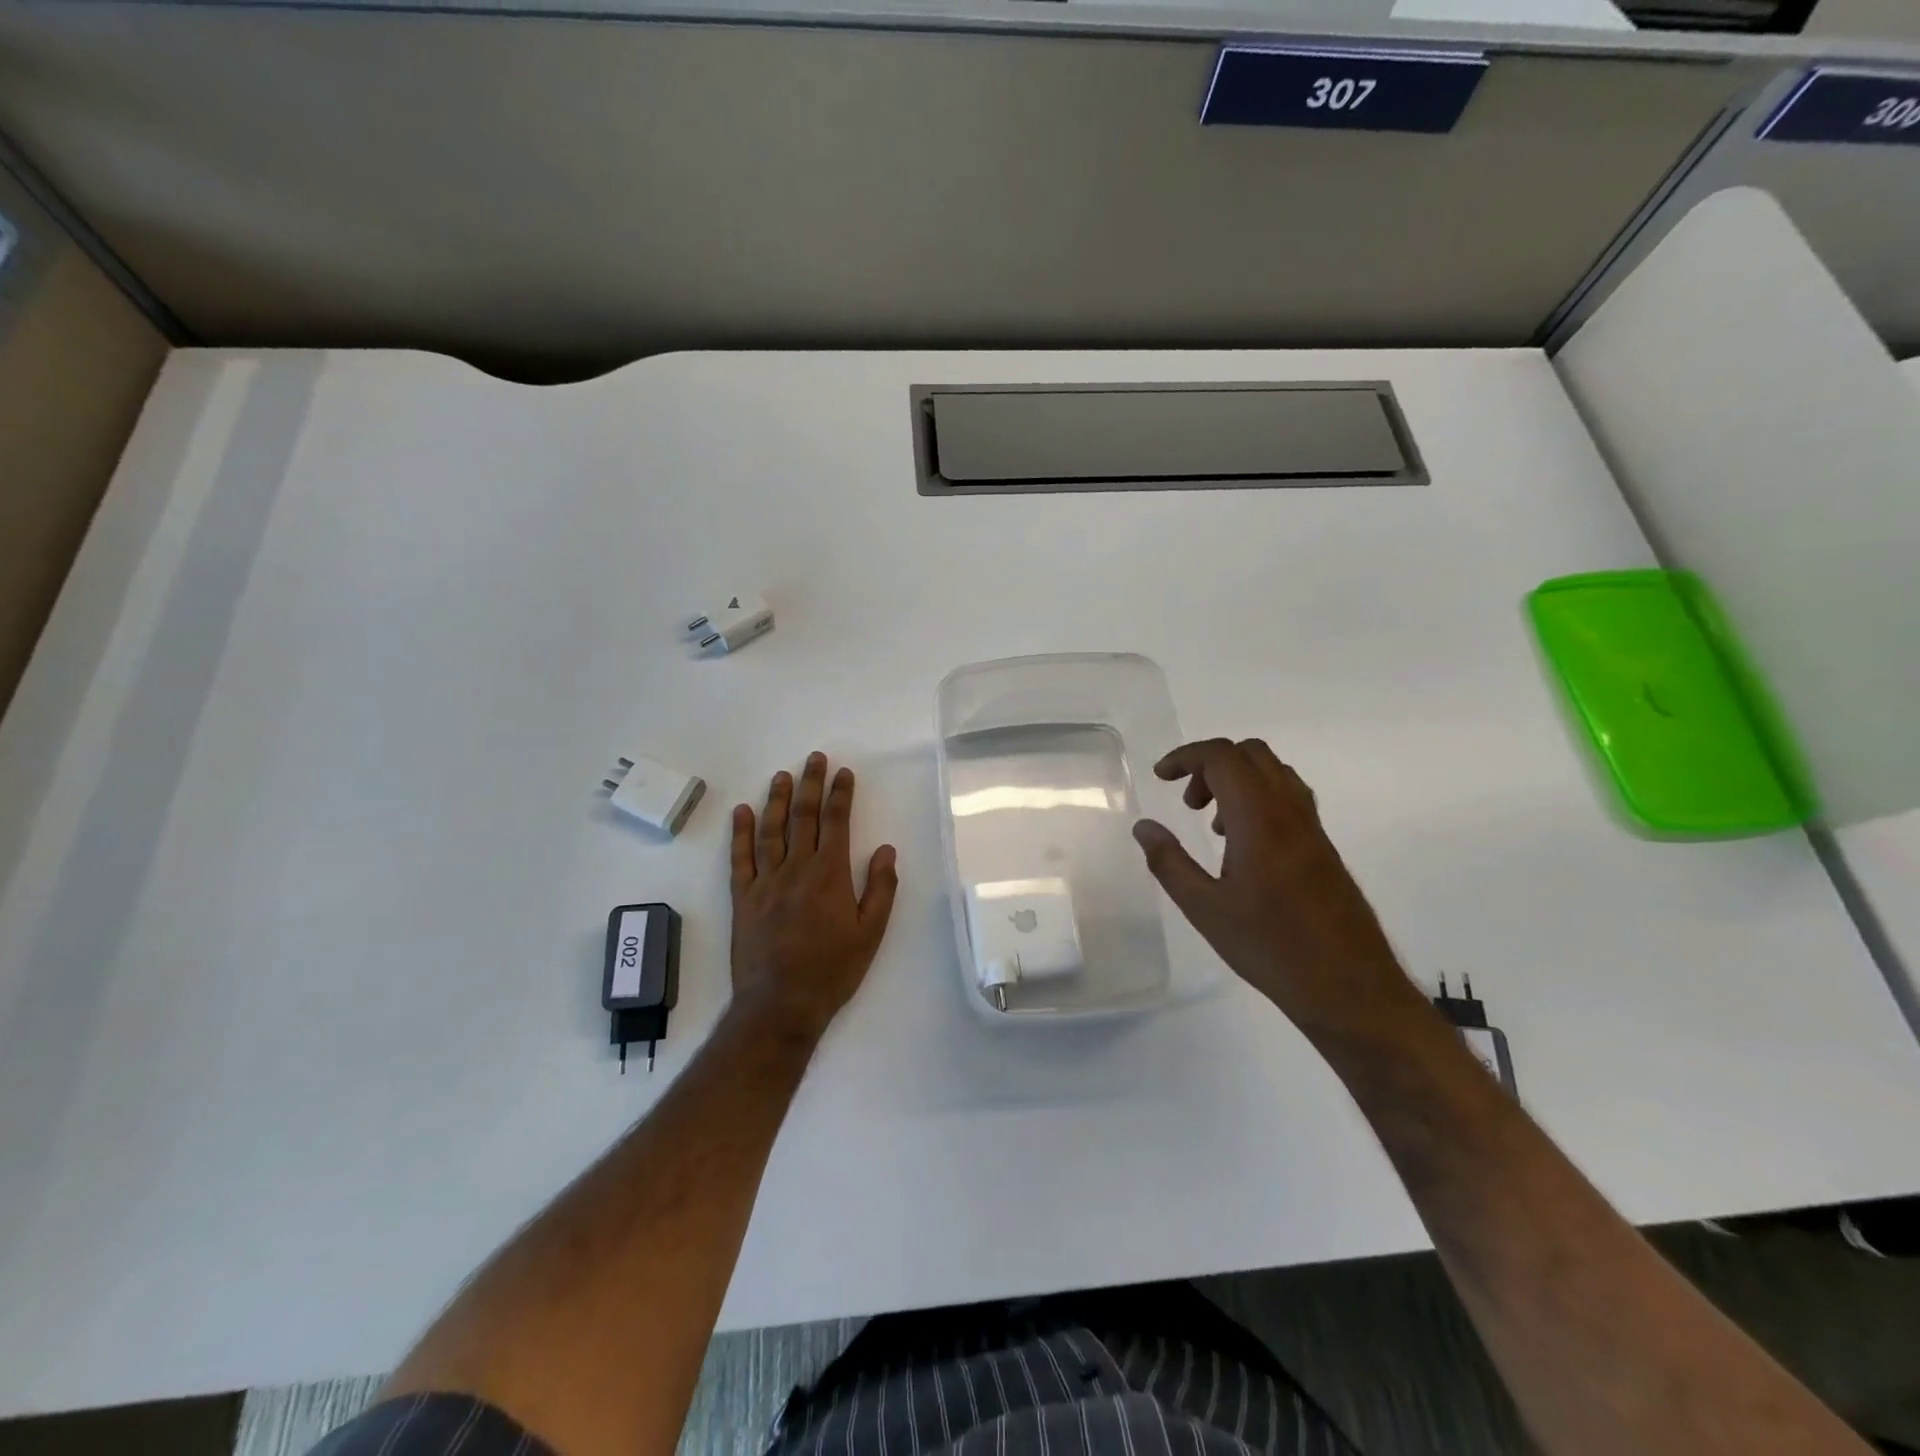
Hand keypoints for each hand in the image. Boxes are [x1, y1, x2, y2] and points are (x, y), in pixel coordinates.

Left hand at [729, 752, 898, 1042]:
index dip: (840, 794)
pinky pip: (740, 858)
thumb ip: (880, 889)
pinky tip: (742, 812)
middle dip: (810, 784)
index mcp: (830, 875)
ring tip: (781, 775)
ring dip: (777, 800)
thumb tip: (886, 849)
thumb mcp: (871, 934)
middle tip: (814, 759)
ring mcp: (765, 881)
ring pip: (771, 830)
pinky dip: (740, 833)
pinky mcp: (743, 898)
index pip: (837, 822)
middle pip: (804, 817)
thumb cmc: (832, 970)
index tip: (843, 773)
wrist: (781, 1004)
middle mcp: (797, 869)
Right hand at [1133, 738, 1426, 1045]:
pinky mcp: (1323, 846)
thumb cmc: (1270, 947)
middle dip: (1210, 764)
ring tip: (1212, 825)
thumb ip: (1169, 862)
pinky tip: (1243, 844)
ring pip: (1273, 772)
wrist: (1349, 986)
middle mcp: (1289, 811)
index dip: (1186, 757)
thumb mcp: (1204, 909)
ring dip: (1236, 780)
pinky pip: (1288, 797)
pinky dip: (1258, 798)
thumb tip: (1144, 827)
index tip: (1161, 777)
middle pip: (1250, 753)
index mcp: (1258, 818)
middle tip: (1188, 802)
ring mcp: (1312, 827)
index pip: (1223, 757)